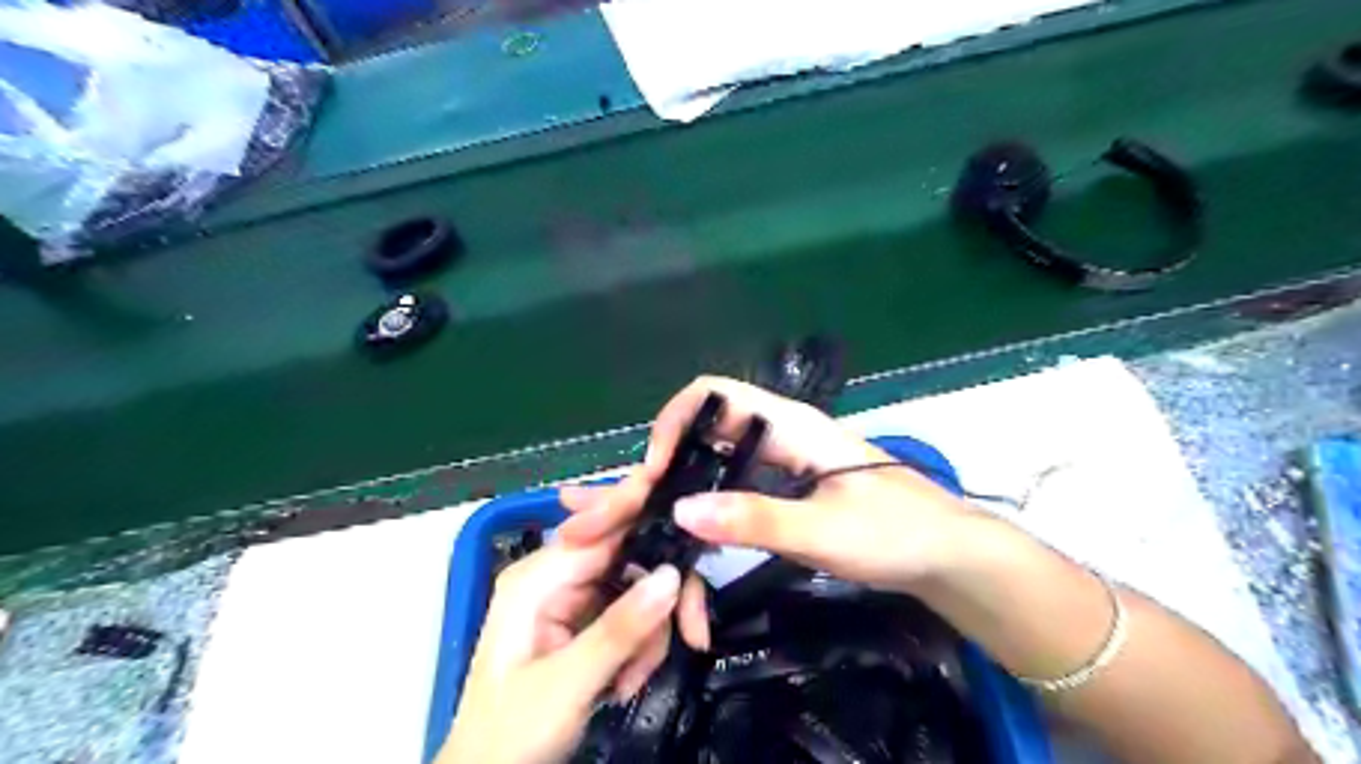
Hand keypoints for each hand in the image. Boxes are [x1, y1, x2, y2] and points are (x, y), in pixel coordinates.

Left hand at [443, 528, 713, 762]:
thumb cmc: (509, 734)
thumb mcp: (567, 683)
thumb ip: (620, 629)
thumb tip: (673, 574)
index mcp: (538, 576)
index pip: (606, 529)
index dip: (653, 533)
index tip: (695, 556)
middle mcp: (555, 576)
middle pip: (630, 559)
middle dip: (659, 600)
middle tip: (691, 634)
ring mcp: (569, 598)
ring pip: (637, 589)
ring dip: (649, 634)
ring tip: (633, 680)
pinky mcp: (582, 623)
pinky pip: (629, 615)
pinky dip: (640, 646)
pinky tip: (626, 681)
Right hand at [558, 375, 984, 595]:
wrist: (948, 554)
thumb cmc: (897, 532)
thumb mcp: (824, 529)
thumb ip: (755, 519)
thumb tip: (679, 512)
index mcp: (787, 424)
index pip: (712, 396)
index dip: (673, 422)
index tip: (651, 472)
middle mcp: (778, 432)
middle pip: (704, 429)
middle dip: (662, 463)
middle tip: (631, 509)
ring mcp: (782, 460)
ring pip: (714, 459)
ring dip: (678, 486)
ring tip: (646, 523)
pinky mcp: (786, 486)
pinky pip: (731, 483)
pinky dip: (703, 501)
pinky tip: (689, 531)